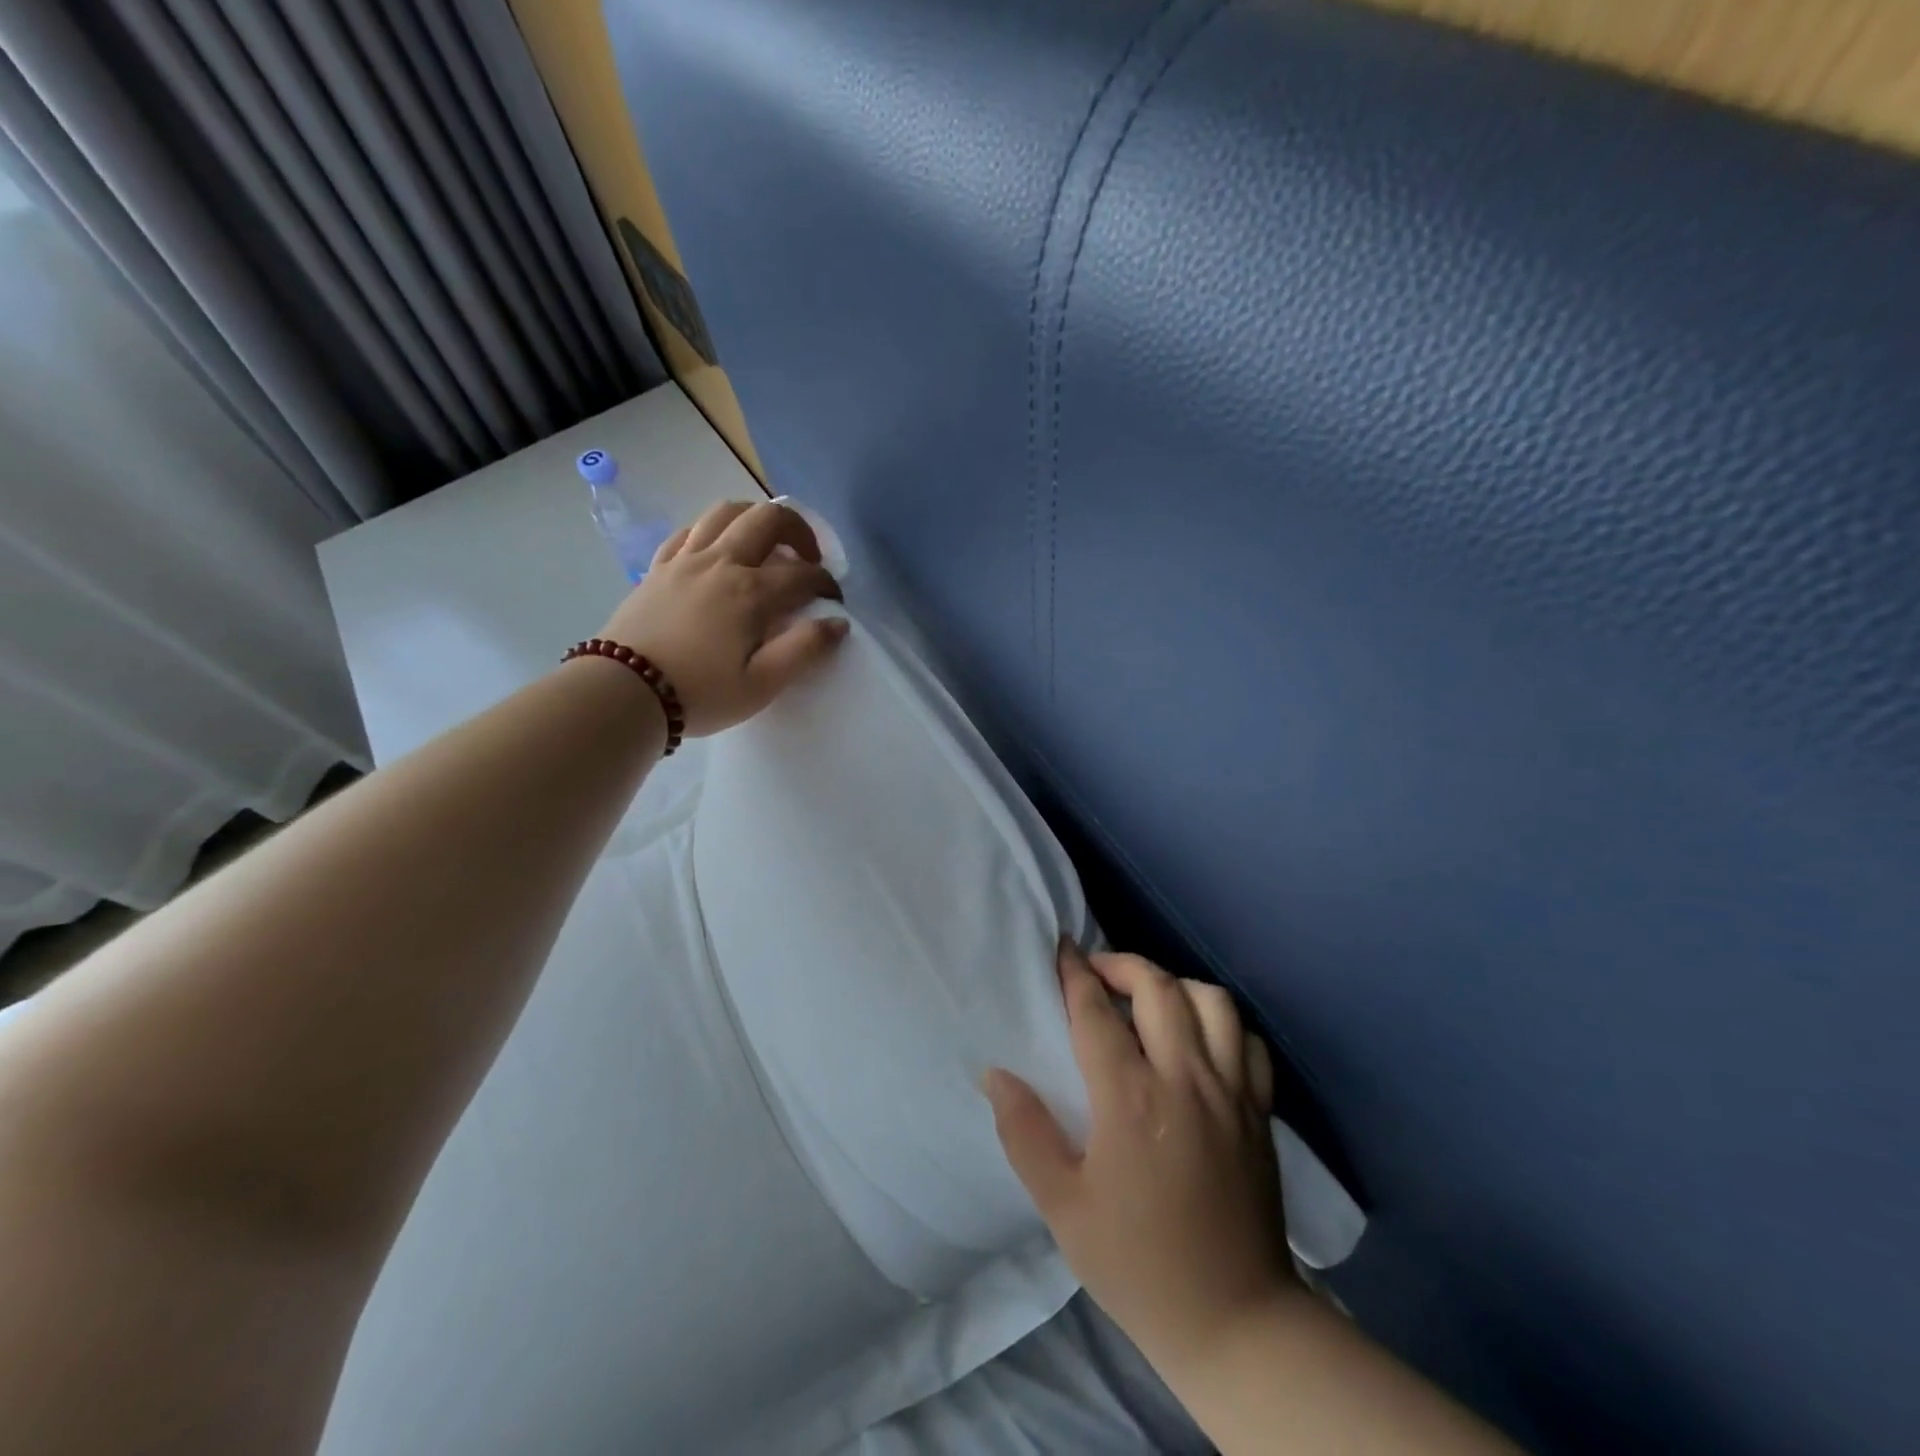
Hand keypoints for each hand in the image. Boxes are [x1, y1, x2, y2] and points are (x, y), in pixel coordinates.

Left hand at [599, 500, 846, 735]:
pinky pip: (689, 531)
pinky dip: (713, 531)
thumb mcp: (762, 684)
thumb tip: (837, 623)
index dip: (826, 584)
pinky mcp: (658, 568)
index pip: (803, 574)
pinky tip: (718, 550)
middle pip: (767, 519)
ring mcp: (685, 560)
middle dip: (799, 531)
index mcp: (751, 592)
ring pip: (725, 512)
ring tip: (766, 545)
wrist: (624, 692)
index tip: (833, 603)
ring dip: (754, 519)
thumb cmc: (700, 693)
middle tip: (807, 559)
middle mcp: (721, 563)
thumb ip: (805, 650)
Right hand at [985, 943, 1294, 1375]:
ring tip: (1149, 1000)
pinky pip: (1247, 1040)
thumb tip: (995, 1073)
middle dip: (1122, 965)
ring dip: (1174, 985)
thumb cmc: (1137, 1263)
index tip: (1061, 950)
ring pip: (1211, 1000)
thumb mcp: (1063, 1206)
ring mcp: (1231, 1091)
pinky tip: (1199, 1038)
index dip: (1074, 974)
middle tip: (1097, 973)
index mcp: (1131, 1098)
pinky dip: (1221, 1022)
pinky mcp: (1260, 1111)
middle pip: (1157, 987)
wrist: (1233, 1322)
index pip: (1096, 1012)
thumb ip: (1024, 1133)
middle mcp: (1185, 1078)